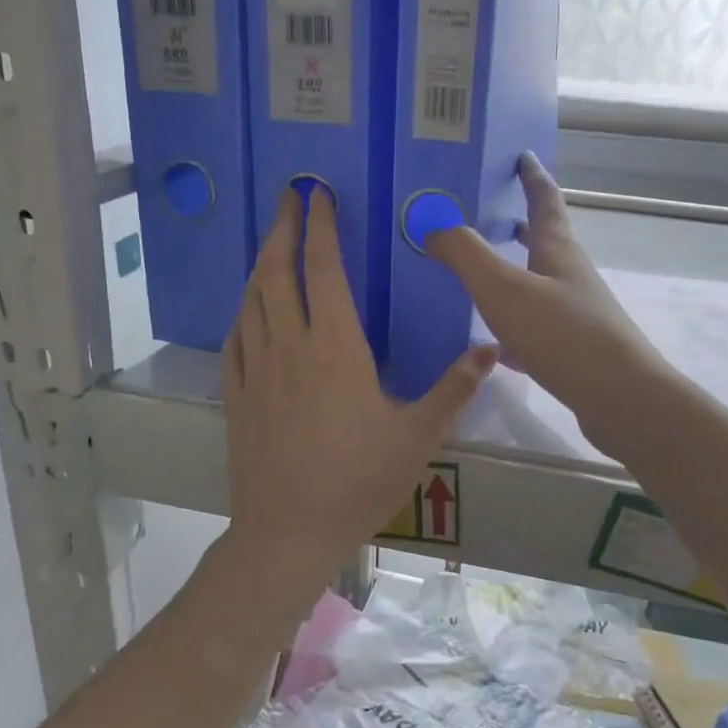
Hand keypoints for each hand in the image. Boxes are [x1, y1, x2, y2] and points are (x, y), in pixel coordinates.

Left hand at [223, 187, 496, 596]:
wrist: (289, 532)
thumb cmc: (359, 481)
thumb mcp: (418, 436)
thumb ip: (454, 388)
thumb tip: (491, 349)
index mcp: (336, 347)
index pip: (324, 269)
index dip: (321, 226)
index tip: (318, 194)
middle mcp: (290, 346)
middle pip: (278, 272)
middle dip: (283, 228)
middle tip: (287, 197)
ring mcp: (257, 370)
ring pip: (252, 301)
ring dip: (261, 264)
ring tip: (270, 243)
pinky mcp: (237, 396)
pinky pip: (235, 339)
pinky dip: (243, 313)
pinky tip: (248, 310)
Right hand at [426, 154, 665, 434]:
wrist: (619, 398)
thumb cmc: (562, 334)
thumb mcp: (504, 288)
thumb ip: (466, 255)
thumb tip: (434, 227)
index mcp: (558, 252)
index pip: (546, 202)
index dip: (533, 178)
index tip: (524, 157)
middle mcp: (571, 278)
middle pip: (548, 242)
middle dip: (525, 225)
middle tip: (498, 215)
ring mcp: (577, 316)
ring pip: (542, 286)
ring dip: (519, 274)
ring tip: (488, 276)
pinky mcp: (575, 352)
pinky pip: (538, 329)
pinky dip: (516, 326)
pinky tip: (496, 345)